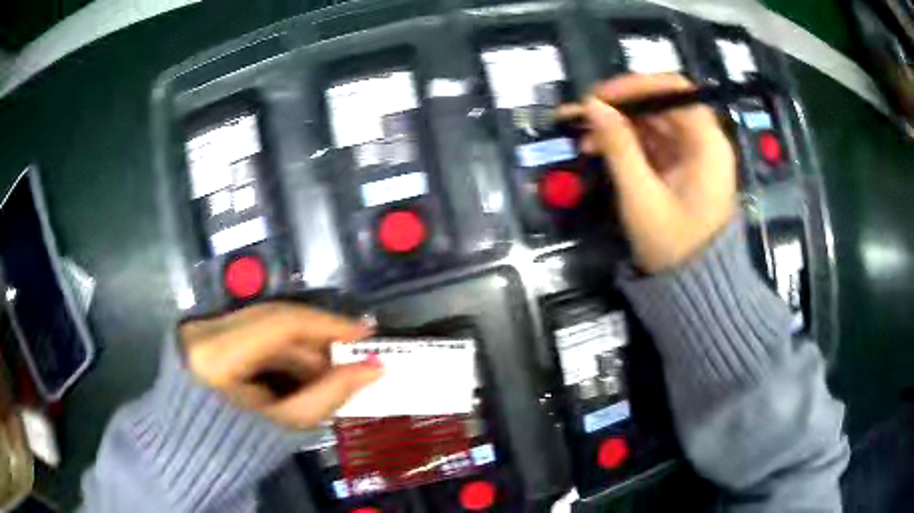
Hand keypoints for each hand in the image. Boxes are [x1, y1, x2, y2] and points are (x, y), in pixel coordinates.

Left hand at [179, 303, 380, 429]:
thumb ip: (329, 395)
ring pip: (263, 325)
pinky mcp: (203, 334)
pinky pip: (251, 334)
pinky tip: (302, 372)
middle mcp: (204, 331)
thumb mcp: (285, 425)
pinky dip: (280, 351)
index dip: (328, 325)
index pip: (280, 323)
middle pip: (273, 319)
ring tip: (330, 373)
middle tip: (353, 354)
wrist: (192, 454)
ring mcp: (200, 329)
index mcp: (215, 355)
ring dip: (300, 347)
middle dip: (317, 337)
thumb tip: (372, 369)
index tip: (365, 334)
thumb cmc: (235, 448)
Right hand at [557, 74, 736, 272]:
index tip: (600, 97)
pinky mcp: (682, 168)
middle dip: (620, 106)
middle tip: (583, 115)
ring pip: (653, 123)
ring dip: (619, 125)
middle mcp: (704, 142)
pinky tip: (600, 150)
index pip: (675, 89)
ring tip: (585, 138)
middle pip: (661, 105)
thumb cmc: (676, 247)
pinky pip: (652, 143)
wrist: (695, 289)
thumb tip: (592, 106)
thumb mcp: (643, 197)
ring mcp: (693, 155)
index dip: (636, 85)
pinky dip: (627, 143)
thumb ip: (619, 147)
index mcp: (707, 144)